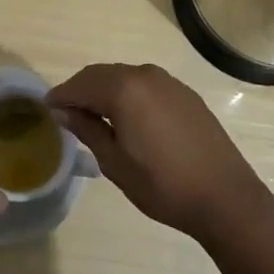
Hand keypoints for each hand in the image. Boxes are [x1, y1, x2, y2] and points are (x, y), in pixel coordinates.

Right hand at [47, 63, 273, 244]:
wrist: (226, 197)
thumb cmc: (164, 186)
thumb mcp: (116, 163)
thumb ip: (87, 130)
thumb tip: (63, 110)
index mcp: (124, 89)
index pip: (81, 85)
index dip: (61, 96)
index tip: (47, 108)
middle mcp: (145, 75)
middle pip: (101, 75)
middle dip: (81, 90)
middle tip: (67, 112)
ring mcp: (168, 82)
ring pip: (124, 77)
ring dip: (105, 91)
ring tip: (94, 116)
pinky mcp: (184, 93)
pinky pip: (145, 85)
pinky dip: (128, 94)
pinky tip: (127, 117)